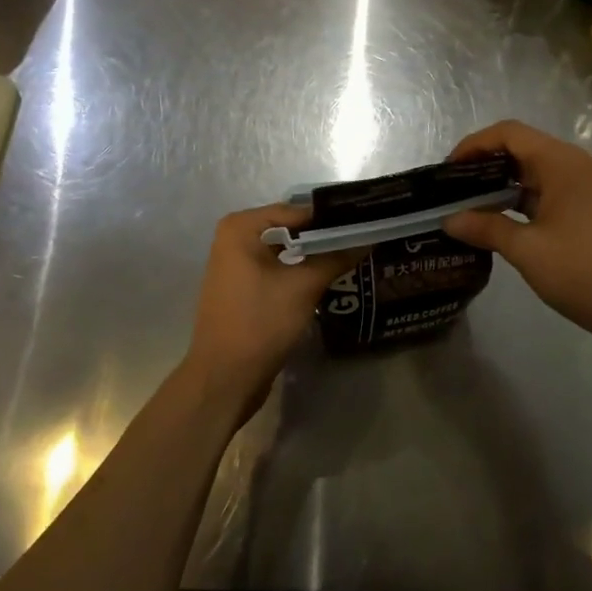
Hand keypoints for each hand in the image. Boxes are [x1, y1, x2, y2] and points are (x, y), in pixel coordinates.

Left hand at [183, 205, 357, 425]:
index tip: (364, 221)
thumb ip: (335, 258)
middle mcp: (233, 239)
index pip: (296, 211)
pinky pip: (276, 269)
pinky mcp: (242, 288)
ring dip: (313, 255)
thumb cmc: (260, 322)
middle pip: (289, 229)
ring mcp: (235, 265)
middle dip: (323, 236)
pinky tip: (327, 277)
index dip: (330, 218)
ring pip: (284, 251)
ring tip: (351, 255)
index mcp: (241, 228)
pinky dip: (299, 271)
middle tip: (362, 238)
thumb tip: (367, 239)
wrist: (224, 379)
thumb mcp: (304, 287)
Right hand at [443, 120, 591, 343]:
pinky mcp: (585, 206)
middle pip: (521, 147)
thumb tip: (449, 220)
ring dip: (501, 181)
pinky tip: (496, 217)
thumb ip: (485, 227)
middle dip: (484, 162)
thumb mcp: (526, 249)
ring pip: (533, 169)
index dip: (475, 144)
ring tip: (467, 202)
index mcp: (561, 162)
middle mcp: (574, 164)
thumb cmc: (580, 271)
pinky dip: (519, 197)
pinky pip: (545, 188)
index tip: (448, 169)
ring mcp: (583, 185)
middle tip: (452, 187)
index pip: (510, 133)